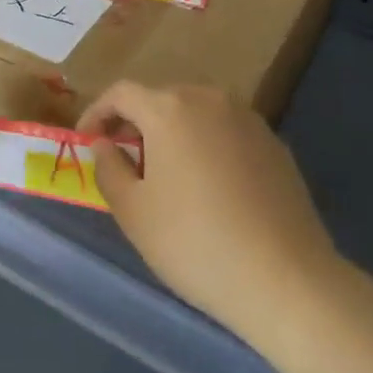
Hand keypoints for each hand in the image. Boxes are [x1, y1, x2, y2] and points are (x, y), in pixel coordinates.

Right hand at [79, 82, 343, 345]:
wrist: (286, 279)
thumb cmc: (195, 243)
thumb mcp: (133, 212)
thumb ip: (108, 169)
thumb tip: (105, 145)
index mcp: (169, 108)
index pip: (121, 93)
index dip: (97, 112)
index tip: (86, 141)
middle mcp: (210, 99)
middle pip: (161, 100)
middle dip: (137, 124)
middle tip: (124, 162)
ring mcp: (248, 119)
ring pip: (196, 115)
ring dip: (174, 135)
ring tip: (167, 176)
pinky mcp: (275, 144)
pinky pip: (227, 133)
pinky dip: (208, 148)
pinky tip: (211, 189)